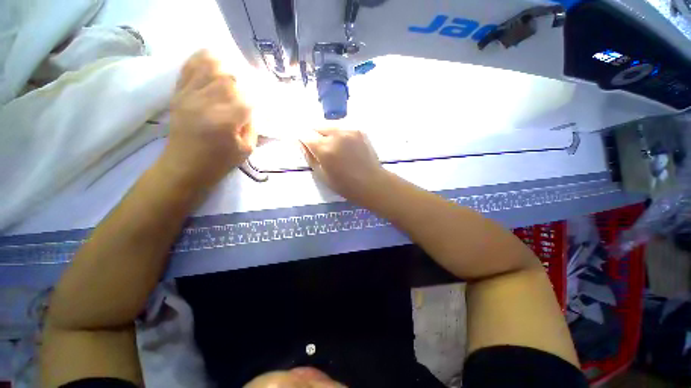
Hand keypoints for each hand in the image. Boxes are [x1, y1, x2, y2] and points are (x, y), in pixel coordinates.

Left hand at [159, 50, 256, 188]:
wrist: (184, 167)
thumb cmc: (219, 162)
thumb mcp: (246, 149)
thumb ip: (252, 125)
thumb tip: (253, 108)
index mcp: (226, 121)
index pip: (247, 98)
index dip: (258, 98)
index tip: (263, 101)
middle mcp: (206, 103)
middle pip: (228, 78)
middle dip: (242, 82)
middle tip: (246, 92)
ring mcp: (189, 96)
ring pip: (208, 67)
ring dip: (224, 67)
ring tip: (231, 74)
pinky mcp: (178, 94)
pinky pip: (189, 68)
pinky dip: (201, 60)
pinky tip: (212, 61)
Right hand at [300, 128, 384, 203]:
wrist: (372, 183)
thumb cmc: (345, 185)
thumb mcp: (322, 175)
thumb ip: (309, 156)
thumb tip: (300, 142)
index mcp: (325, 148)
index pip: (304, 134)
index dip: (302, 139)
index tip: (304, 146)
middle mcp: (336, 134)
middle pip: (316, 125)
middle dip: (313, 135)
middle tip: (319, 149)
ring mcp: (349, 129)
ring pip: (329, 124)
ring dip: (325, 132)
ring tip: (332, 146)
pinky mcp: (359, 130)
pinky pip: (341, 126)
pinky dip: (338, 133)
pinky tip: (343, 144)